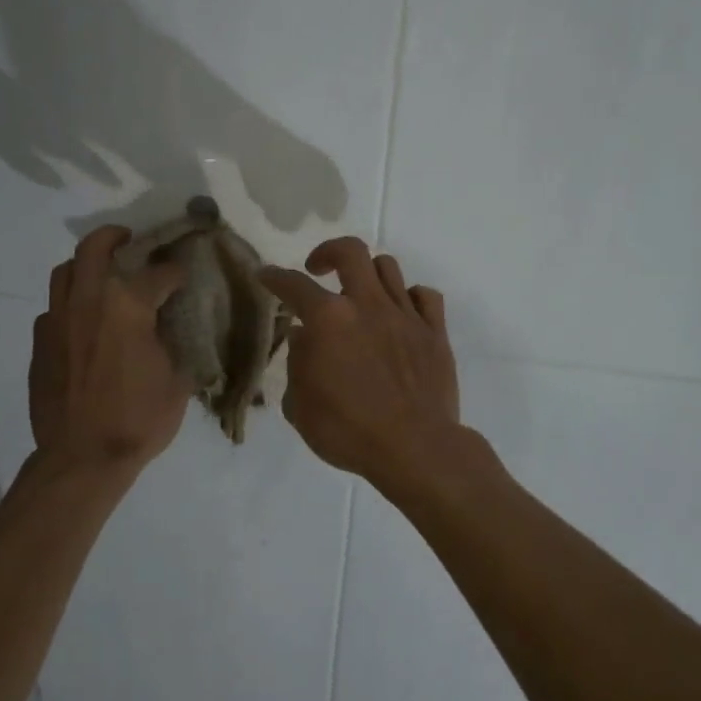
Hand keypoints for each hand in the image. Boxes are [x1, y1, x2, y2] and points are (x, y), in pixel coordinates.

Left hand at [29, 227, 190, 473]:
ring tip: (100, 274)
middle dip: (114, 236)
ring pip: (65, 271)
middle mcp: (89, 301)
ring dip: (84, 265)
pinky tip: (82, 323)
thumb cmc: (138, 419)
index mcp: (129, 306)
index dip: (175, 271)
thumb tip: (170, 329)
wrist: (82, 457)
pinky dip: (70, 304)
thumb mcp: (177, 381)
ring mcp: (58, 319)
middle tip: (128, 239)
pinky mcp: (40, 342)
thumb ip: (174, 344)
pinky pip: (53, 308)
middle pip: (95, 247)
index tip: (182, 275)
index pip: (159, 273)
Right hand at [259, 238, 462, 484]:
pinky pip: (425, 295)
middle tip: (318, 270)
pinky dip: (409, 297)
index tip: (265, 275)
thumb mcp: (300, 407)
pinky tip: (400, 312)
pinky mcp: (435, 332)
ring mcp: (405, 315)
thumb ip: (297, 364)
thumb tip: (303, 338)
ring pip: (388, 267)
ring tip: (360, 294)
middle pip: (350, 251)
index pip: (294, 285)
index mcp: (328, 320)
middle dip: (328, 252)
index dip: (275, 277)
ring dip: (368, 274)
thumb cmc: (348, 432)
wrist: (416, 448)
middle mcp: (367, 305)